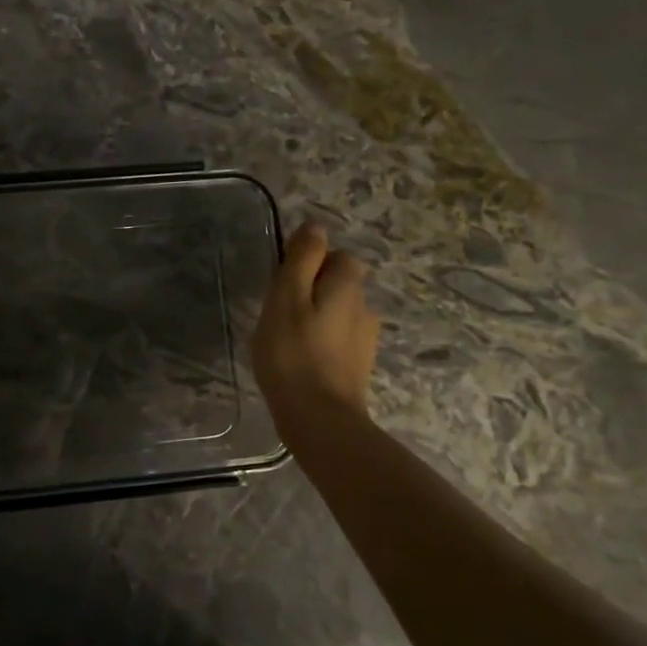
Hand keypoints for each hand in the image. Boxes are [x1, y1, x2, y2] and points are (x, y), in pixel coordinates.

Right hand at [251, 222, 379, 430]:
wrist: (319, 419)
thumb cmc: (293, 354)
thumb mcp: (286, 298)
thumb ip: (302, 259)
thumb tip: (316, 226)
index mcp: (348, 286)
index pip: (337, 255)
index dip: (310, 262)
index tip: (283, 284)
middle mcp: (365, 307)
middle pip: (340, 284)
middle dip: (314, 290)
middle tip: (280, 313)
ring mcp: (365, 340)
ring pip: (339, 313)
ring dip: (318, 318)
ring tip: (288, 340)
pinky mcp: (359, 366)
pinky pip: (338, 340)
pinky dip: (322, 343)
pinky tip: (301, 361)